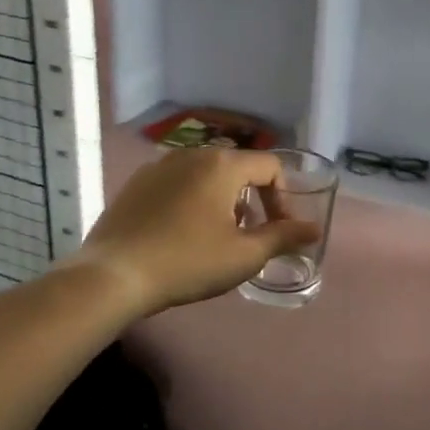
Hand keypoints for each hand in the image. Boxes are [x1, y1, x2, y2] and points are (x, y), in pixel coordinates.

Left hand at [74, 147, 321, 315]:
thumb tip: (314, 229)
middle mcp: (192, 154)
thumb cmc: (188, 262)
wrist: (115, 275)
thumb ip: (283, 237)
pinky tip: (181, 232)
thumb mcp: (244, 255)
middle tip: (250, 233)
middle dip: (253, 197)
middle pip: (237, 167)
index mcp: (222, 164)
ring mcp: (159, 166)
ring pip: (206, 173)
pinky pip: (177, 182)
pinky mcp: (136, 183)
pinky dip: (191, 199)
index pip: (270, 167)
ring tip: (216, 235)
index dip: (283, 198)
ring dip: (222, 198)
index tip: (278, 230)